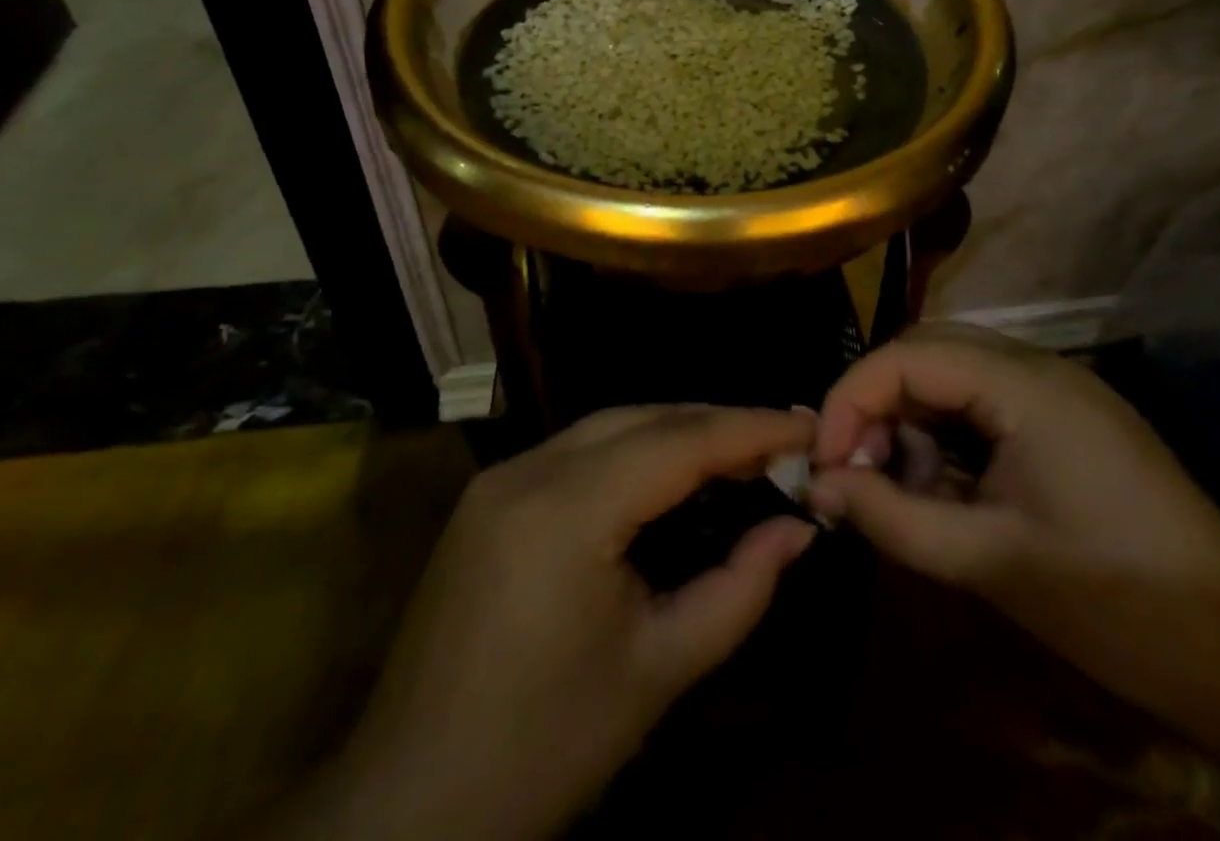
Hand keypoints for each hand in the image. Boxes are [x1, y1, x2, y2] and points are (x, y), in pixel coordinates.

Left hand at [315, 405, 816, 840]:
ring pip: (609, 425)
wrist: (408, 807)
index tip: (811, 424)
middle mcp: (528, 469)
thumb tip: (799, 529)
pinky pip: (578, 450)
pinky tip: (669, 473)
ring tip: (740, 449)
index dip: (752, 427)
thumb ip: (739, 589)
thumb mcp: (658, 671)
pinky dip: (634, 450)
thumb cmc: (543, 749)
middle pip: (644, 418)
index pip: (680, 441)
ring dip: (677, 431)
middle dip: (718, 422)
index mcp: (566, 509)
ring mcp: (500, 477)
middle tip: (784, 438)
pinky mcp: (488, 496)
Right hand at [810, 327, 1219, 690]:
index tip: (822, 462)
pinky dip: (945, 434)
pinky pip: (982, 402)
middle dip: (876, 402)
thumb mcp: (990, 561)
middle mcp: (1038, 365)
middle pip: (926, 351)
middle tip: (851, 468)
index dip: (850, 400)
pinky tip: (942, 487)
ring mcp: (1057, 389)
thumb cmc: (1117, 604)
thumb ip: (892, 517)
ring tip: (895, 484)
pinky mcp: (1066, 419)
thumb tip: (818, 487)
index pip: (906, 356)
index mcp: (1024, 384)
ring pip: (951, 372)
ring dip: (910, 418)